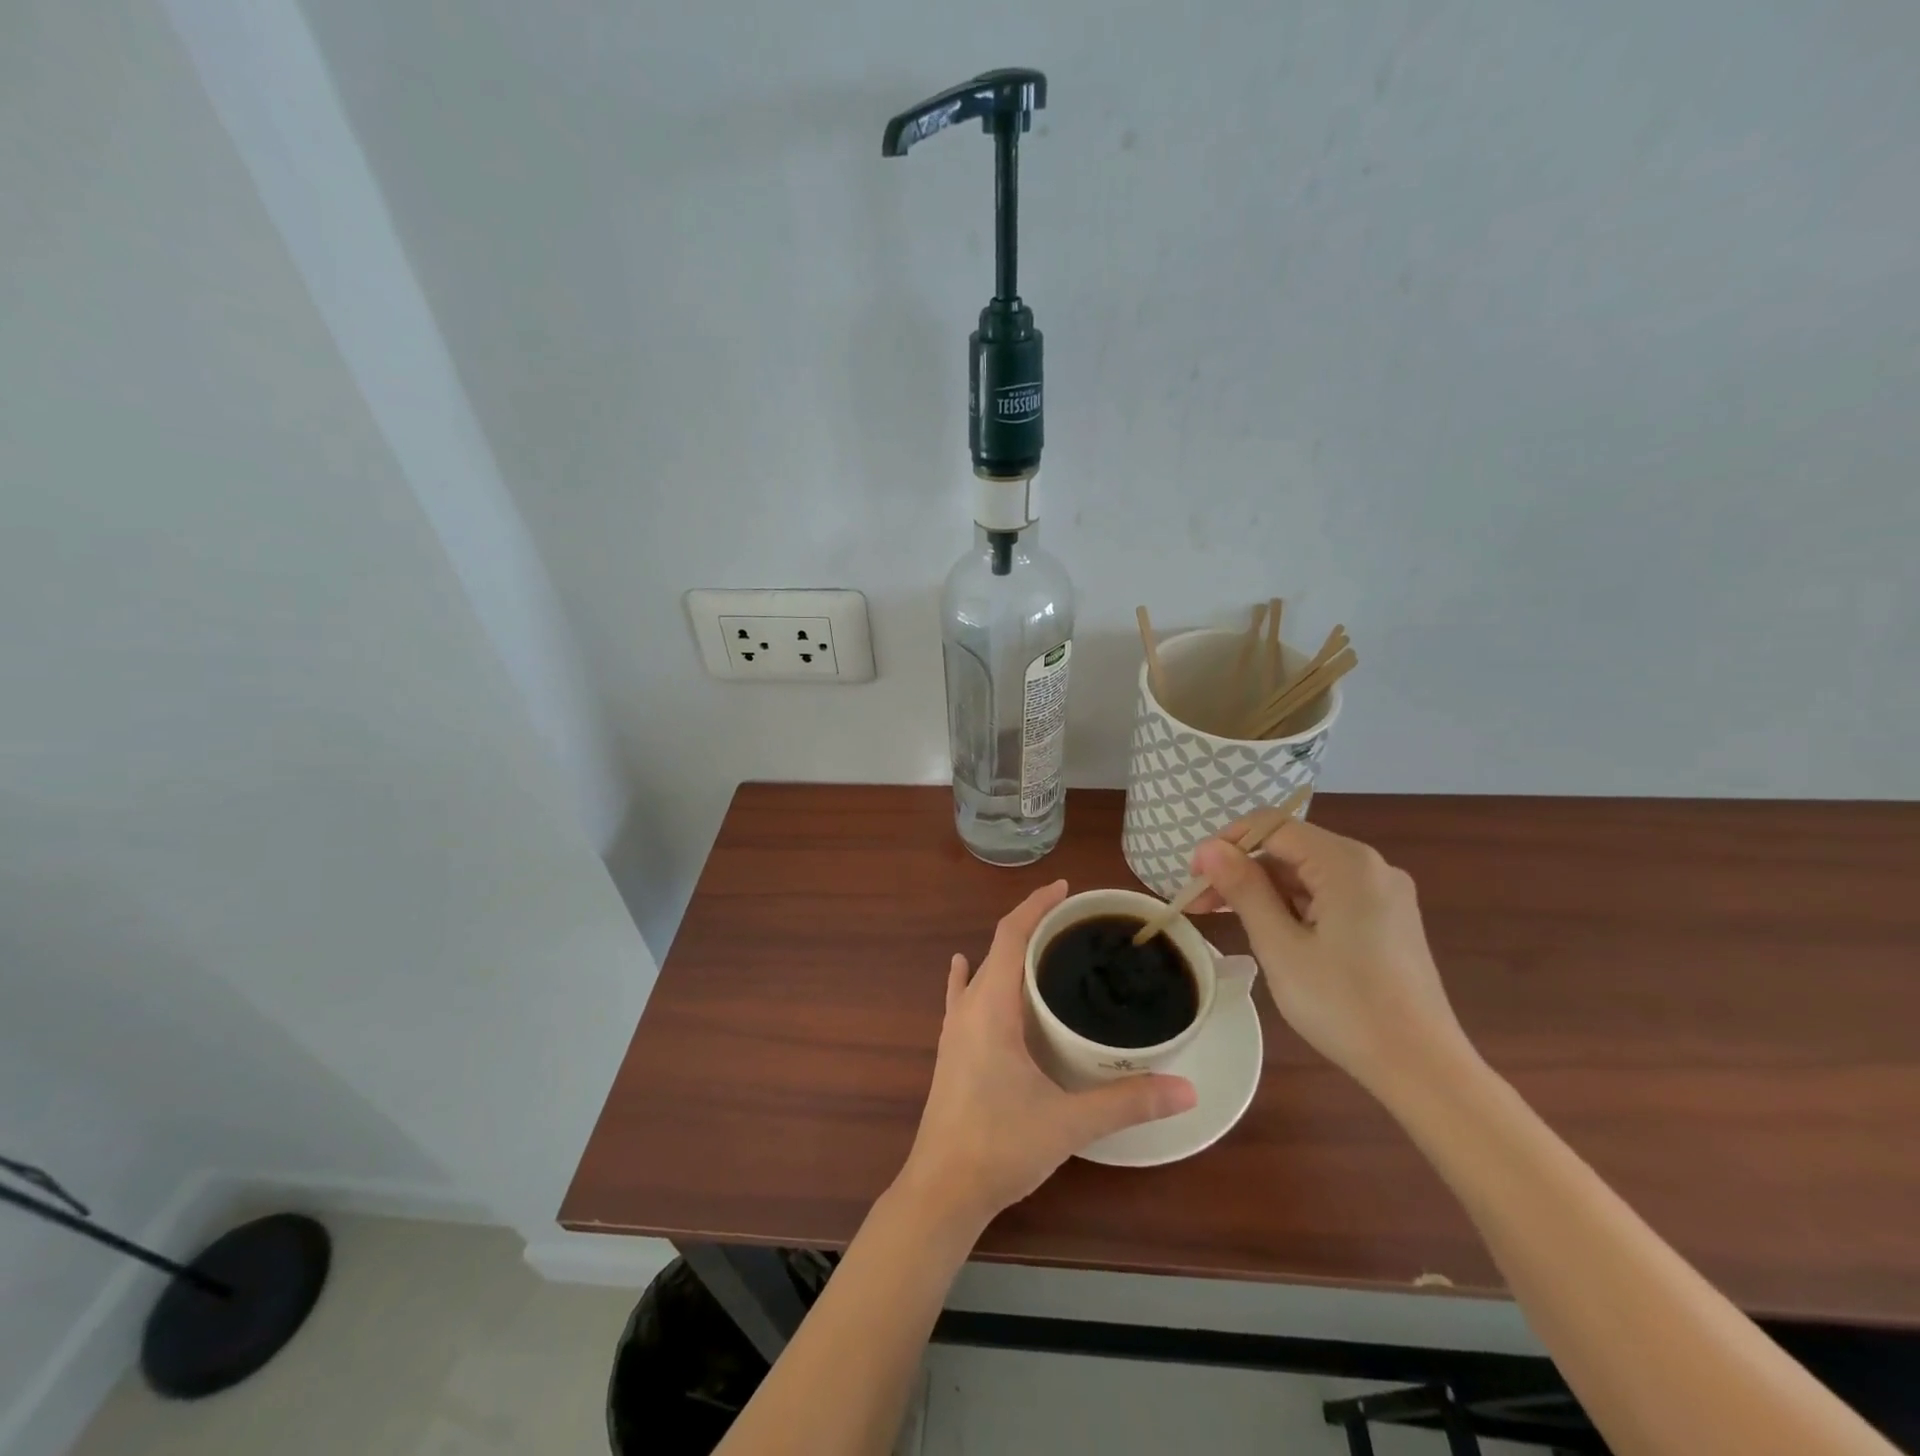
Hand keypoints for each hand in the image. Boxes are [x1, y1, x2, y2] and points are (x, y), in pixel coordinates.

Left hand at [897, 880, 1196, 1233]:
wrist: (942, 1190)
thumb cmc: (999, 1146)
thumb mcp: (1069, 1122)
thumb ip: (1127, 1102)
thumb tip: (1186, 1088)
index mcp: (991, 1007)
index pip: (1011, 935)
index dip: (1036, 906)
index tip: (1065, 889)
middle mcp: (968, 1008)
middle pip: (998, 947)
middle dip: (1032, 925)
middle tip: (1075, 922)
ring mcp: (954, 1029)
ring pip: (982, 971)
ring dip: (1010, 951)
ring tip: (1046, 947)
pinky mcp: (952, 1050)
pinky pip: (962, 997)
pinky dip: (972, 976)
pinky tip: (965, 969)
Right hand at [1187, 818, 1474, 1098]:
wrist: (1423, 1070)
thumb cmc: (1344, 1006)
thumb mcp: (1280, 946)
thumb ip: (1243, 889)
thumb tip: (1208, 847)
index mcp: (1347, 863)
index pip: (1272, 827)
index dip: (1226, 845)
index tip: (1194, 878)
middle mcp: (1370, 866)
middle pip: (1290, 849)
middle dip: (1242, 871)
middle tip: (1201, 906)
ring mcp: (1384, 893)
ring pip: (1308, 874)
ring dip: (1265, 891)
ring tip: (1229, 922)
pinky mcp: (1388, 919)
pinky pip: (1329, 895)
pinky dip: (1294, 906)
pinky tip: (1272, 933)